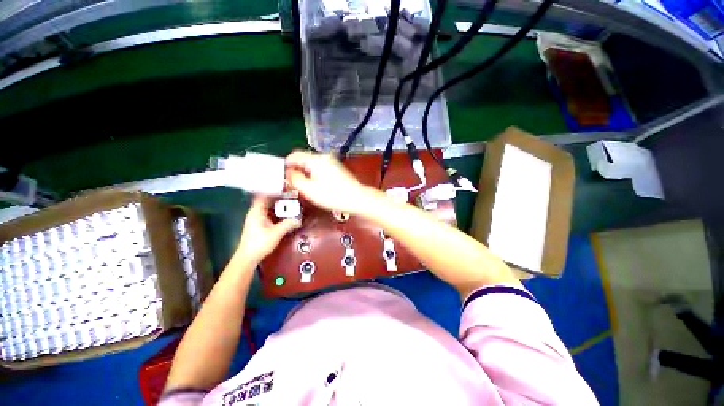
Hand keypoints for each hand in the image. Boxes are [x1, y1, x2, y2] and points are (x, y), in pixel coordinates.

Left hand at [236, 196, 300, 263]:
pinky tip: (284, 213)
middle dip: (278, 196)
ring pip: (267, 207)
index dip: (272, 190)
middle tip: (290, 194)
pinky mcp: (259, 225)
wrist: (248, 258)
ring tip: (290, 201)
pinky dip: (276, 211)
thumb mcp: (276, 233)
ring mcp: (256, 219)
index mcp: (256, 211)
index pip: (263, 195)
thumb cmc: (259, 243)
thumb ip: (288, 224)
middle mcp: (255, 213)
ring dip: (277, 204)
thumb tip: (299, 219)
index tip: (284, 187)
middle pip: (266, 200)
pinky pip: (268, 213)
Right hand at [285, 151, 376, 213]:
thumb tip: (287, 172)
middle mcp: (324, 157)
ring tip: (302, 186)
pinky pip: (320, 168)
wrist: (357, 198)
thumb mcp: (309, 190)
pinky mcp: (337, 169)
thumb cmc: (332, 196)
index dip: (285, 164)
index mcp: (316, 159)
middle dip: (296, 170)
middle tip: (290, 183)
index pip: (295, 155)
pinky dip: (314, 174)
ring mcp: (332, 162)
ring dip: (305, 173)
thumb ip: (295, 179)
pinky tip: (315, 185)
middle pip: (304, 160)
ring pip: (312, 165)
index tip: (280, 175)